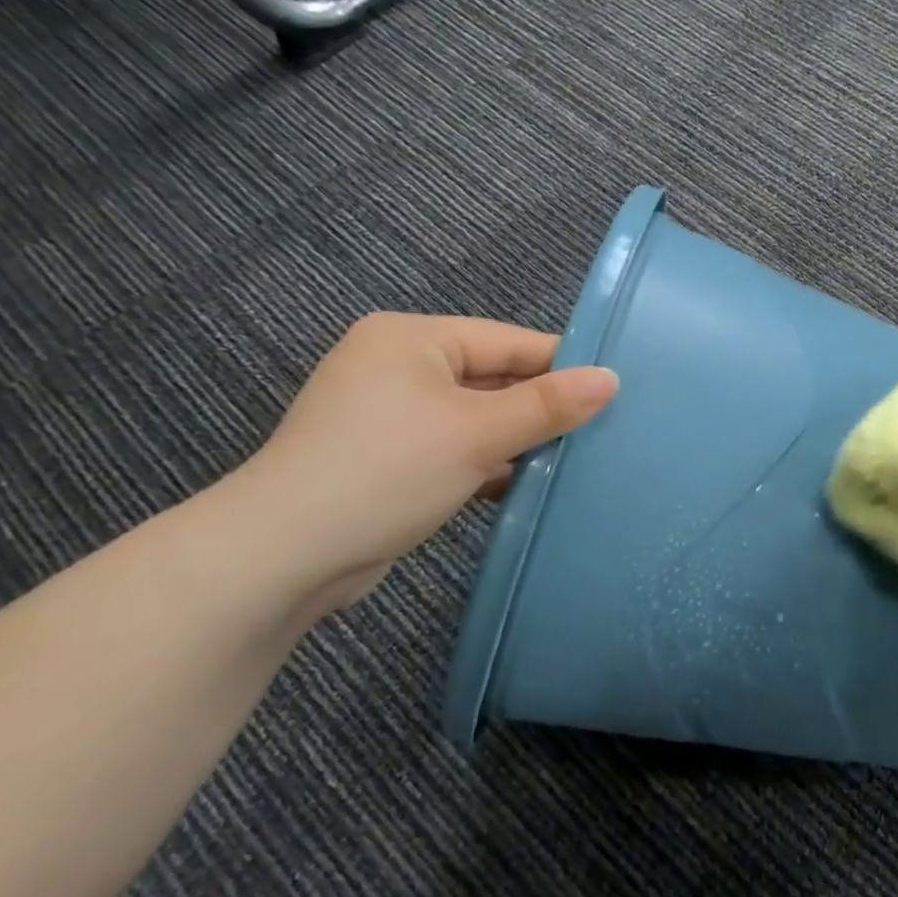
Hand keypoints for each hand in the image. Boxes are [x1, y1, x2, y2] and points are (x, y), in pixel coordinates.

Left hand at [240, 313, 616, 612]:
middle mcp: (398, 365)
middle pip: (493, 378)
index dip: (563, 366)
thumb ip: (548, 405)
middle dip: (541, 409)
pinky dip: (486, 462)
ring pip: (476, 416)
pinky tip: (525, 484)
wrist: (280, 559)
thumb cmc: (386, 472)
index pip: (509, 342)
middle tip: (602, 431)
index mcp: (413, 338)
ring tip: (574, 459)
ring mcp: (388, 413)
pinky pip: (453, 446)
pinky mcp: (385, 456)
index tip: (616, 392)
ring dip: (517, 440)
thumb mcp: (478, 433)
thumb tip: (612, 378)